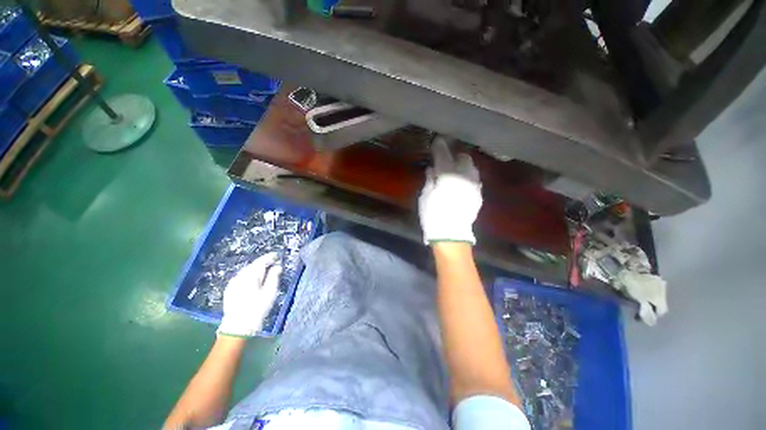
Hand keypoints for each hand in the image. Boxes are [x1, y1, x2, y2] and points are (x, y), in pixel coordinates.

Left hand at [217, 252, 282, 337]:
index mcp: (251, 274)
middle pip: (253, 265)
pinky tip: (254, 282)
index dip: (271, 257)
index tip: (277, 256)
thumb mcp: (270, 291)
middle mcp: (240, 276)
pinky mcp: (230, 290)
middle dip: (263, 263)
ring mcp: (233, 283)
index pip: (262, 261)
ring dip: (256, 270)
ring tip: (265, 273)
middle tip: (273, 264)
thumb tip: (277, 266)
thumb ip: (274, 276)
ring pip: (247, 271)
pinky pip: (241, 278)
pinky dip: (249, 276)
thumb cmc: (258, 308)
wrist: (238, 326)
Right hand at [418, 136, 482, 244]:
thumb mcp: (425, 196)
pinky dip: (467, 178)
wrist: (451, 234)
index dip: (439, 146)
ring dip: (463, 166)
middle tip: (446, 160)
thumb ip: (430, 179)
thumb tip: (432, 169)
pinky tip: (461, 184)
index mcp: (448, 174)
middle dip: (455, 156)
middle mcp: (464, 175)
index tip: (437, 141)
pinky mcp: (478, 194)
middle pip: (463, 158)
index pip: (443, 154)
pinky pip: (474, 180)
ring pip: (471, 168)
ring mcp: (474, 185)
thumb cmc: (433, 214)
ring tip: (455, 171)